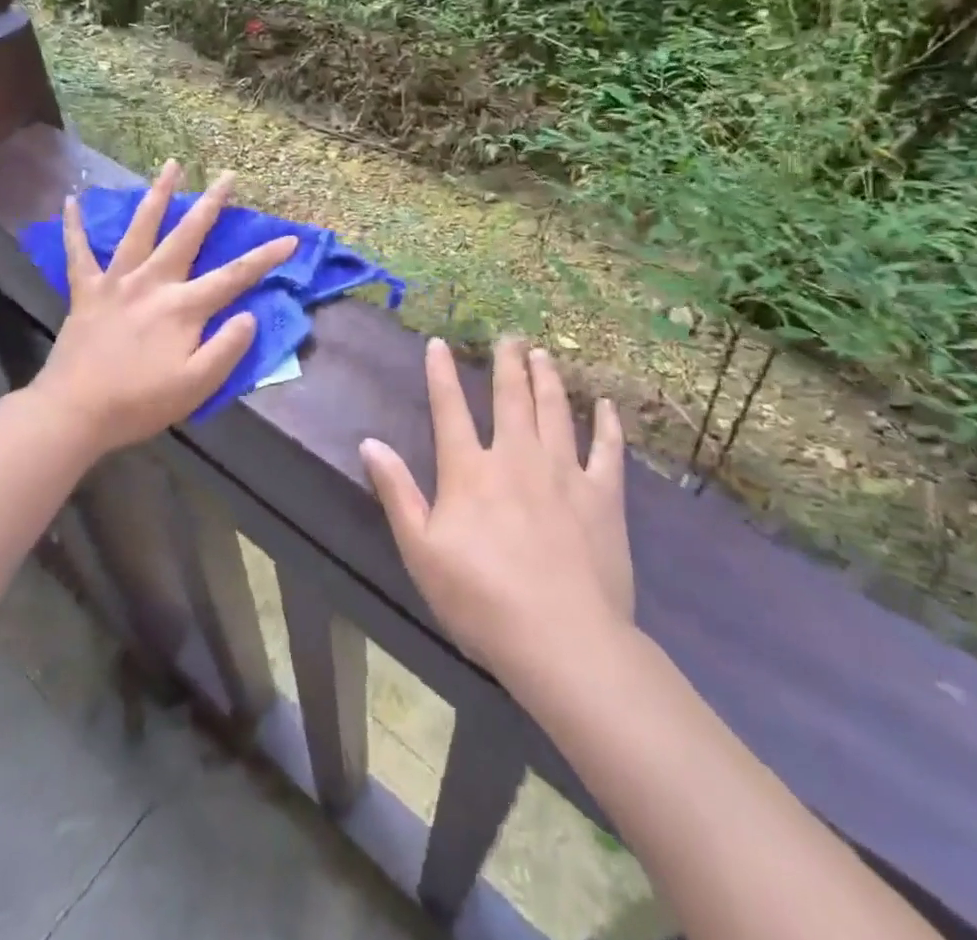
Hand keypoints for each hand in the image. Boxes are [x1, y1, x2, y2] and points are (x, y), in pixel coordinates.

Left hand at [31, 160, 296, 458]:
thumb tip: (248, 315)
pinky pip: (78, 252)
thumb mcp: (197, 385)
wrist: (73, 413)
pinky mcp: (86, 291)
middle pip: (187, 235)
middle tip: (228, 176)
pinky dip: (74, 227)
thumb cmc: (140, 403)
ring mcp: (116, 282)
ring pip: (140, 229)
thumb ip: (227, 348)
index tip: (291, 238)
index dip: (266, 257)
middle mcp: (152, 283)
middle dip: (211, 204)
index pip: (235, 276)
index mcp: (183, 307)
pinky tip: (71, 201)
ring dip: (157, 195)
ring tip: (171, 165)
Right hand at [361, 338, 631, 685]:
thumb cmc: (480, 599)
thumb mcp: (421, 550)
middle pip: (510, 397)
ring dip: (547, 378)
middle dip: (507, 362)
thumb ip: (397, 492)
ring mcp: (564, 471)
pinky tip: (604, 405)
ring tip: (543, 354)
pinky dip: (605, 424)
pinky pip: (607, 449)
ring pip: (554, 410)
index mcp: (470, 470)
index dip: (441, 373)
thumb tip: (370, 442)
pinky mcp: (603, 495)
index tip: (438, 343)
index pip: (449, 409)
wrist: (561, 639)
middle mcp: (516, 456)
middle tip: (509, 336)